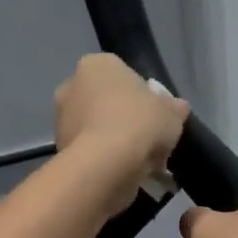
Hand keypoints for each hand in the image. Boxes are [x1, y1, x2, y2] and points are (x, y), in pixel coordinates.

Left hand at [54, 53, 190, 213]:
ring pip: (95, 128)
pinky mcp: (59, 149)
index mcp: (97, 64)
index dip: (142, 96)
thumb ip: (175, 108)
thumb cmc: (139, 125)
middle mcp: (71, 85)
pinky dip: (103, 160)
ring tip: (138, 162)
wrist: (105, 165)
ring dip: (113, 141)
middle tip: (147, 140)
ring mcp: (60, 119)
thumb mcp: (171, 113)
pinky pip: (89, 151)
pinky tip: (122, 173)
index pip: (123, 75)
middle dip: (123, 119)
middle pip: (106, 102)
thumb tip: (178, 107)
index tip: (154, 117)